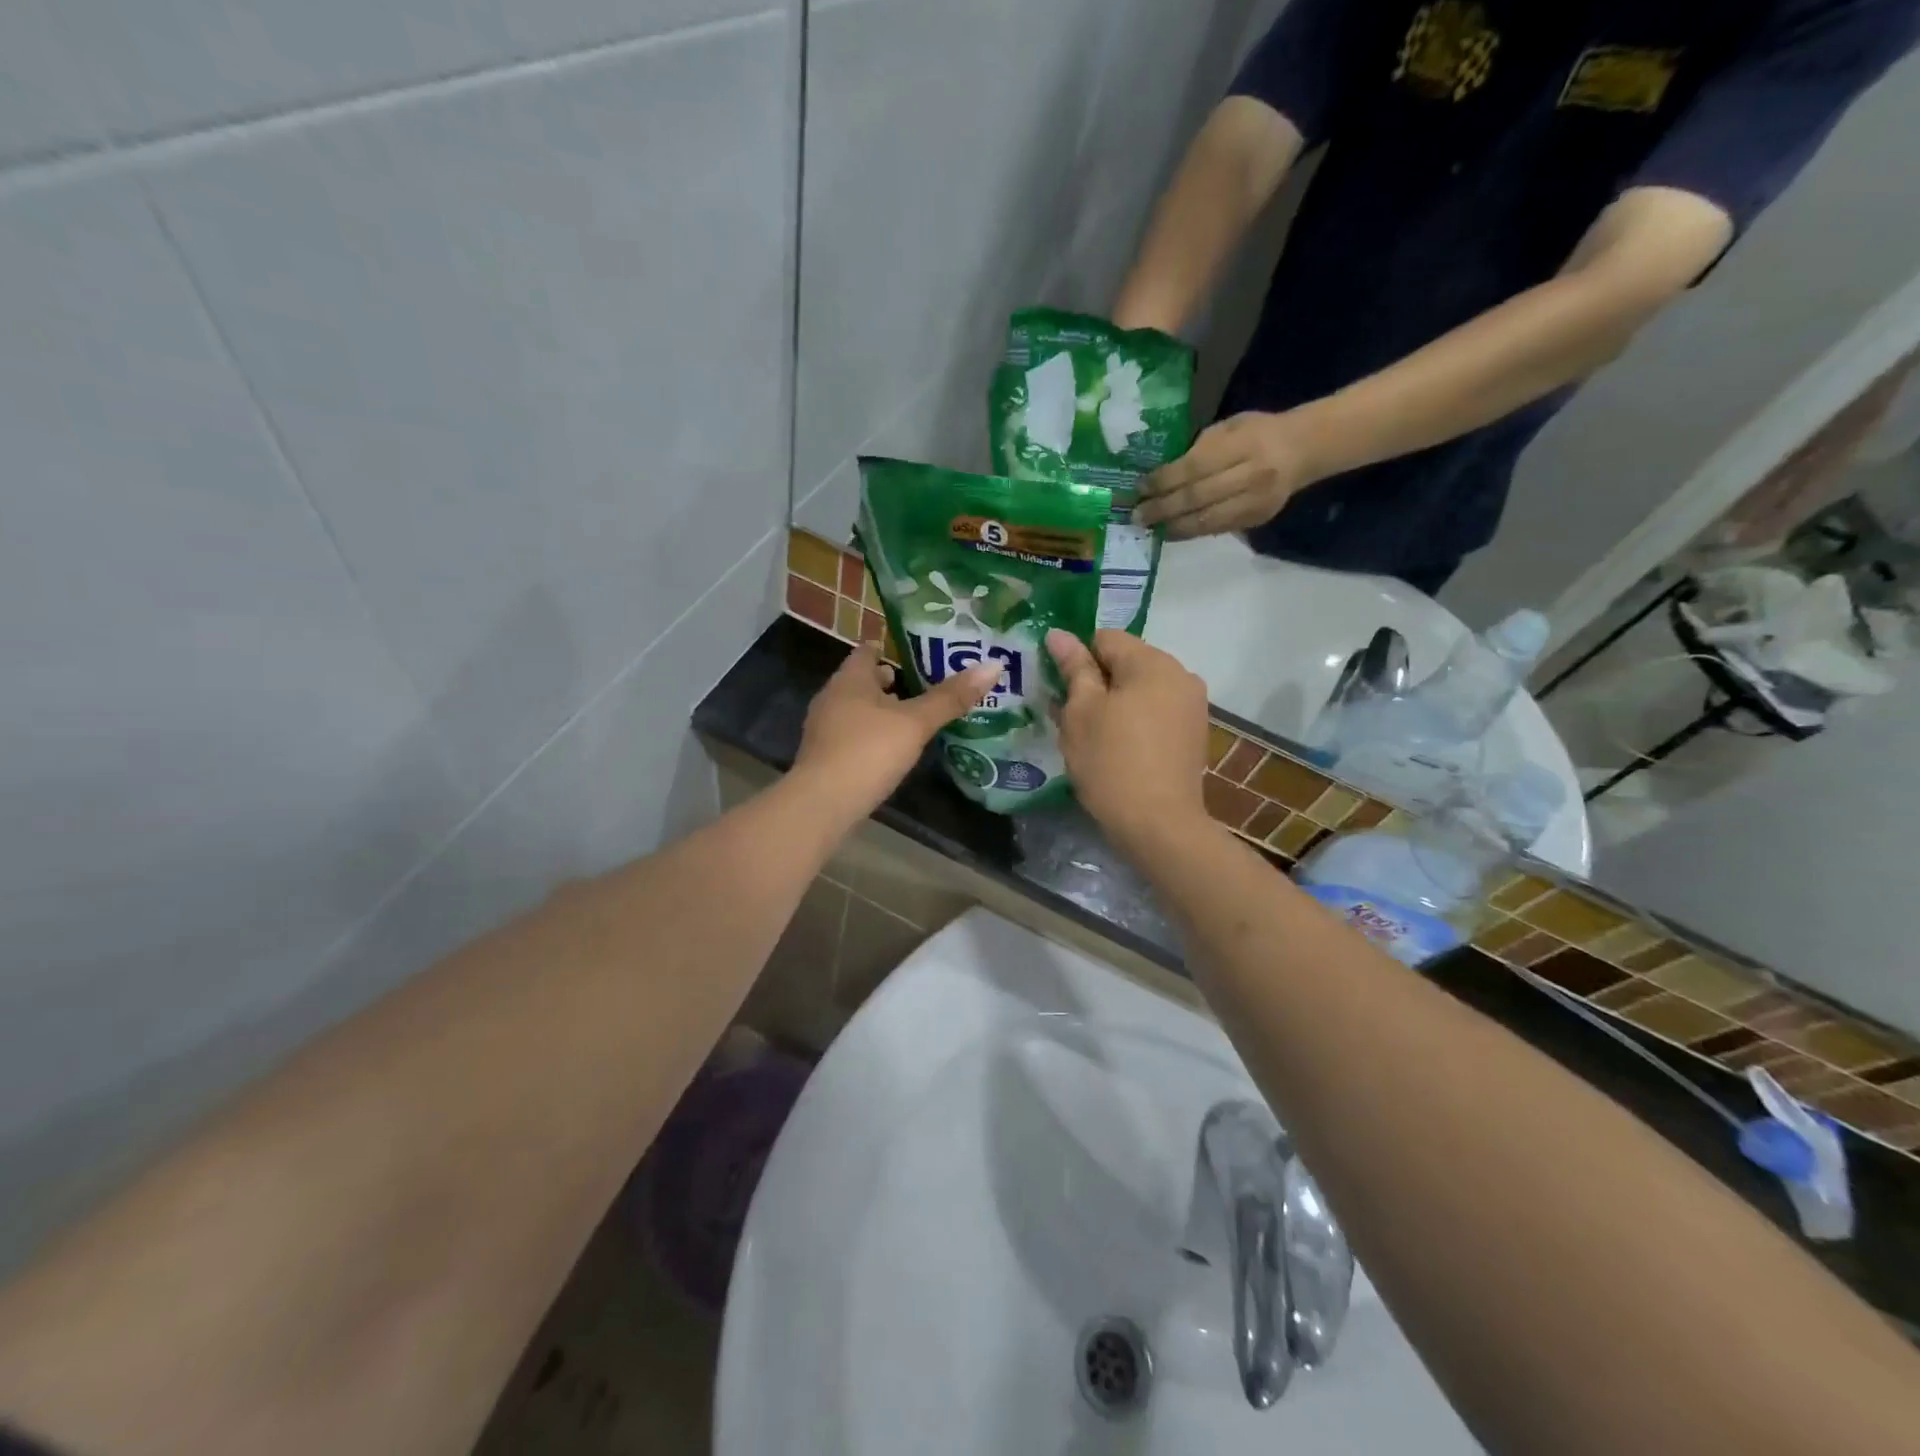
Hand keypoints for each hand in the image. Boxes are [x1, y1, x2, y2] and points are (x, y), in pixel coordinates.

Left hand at [793, 644, 997, 817]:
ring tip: (915, 717)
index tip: (919, 652)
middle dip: (891, 681)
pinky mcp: (825, 757)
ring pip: (857, 709)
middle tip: (927, 684)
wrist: (822, 805)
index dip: (891, 648)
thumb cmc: (868, 751)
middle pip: (862, 680)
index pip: (867, 650)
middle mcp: (831, 697)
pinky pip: (853, 735)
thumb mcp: (915, 723)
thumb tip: (994, 665)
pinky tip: (892, 749)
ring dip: (882, 710)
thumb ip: (950, 698)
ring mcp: (824, 729)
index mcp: (849, 679)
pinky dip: (872, 735)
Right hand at [1047, 629, 1211, 846]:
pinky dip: (1135, 721)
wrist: (1158, 824)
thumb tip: (1059, 634)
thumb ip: (1073, 668)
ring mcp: (1192, 705)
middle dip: (1096, 682)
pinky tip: (1118, 749)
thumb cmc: (1111, 761)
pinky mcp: (1194, 733)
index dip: (1076, 658)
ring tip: (1092, 736)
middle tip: (1069, 716)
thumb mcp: (1081, 712)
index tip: (1059, 689)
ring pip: (1141, 689)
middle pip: (1126, 662)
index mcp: (1153, 662)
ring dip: (1115, 703)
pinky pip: (1156, 712)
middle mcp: (1181, 674)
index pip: (1105, 638)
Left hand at [1134, 410, 1324, 538]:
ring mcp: (1254, 502)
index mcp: (1243, 445)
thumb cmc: (1257, 432)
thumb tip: (1160, 475)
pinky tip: (1171, 532)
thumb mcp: (1228, 428)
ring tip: (1150, 527)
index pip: (1194, 467)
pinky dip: (1191, 532)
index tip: (1139, 488)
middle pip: (1197, 497)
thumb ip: (1198, 450)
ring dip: (1173, 526)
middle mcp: (1250, 476)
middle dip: (1162, 508)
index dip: (1163, 481)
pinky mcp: (1255, 520)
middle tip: (1137, 515)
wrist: (1302, 450)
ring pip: (1206, 520)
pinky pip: (1216, 529)